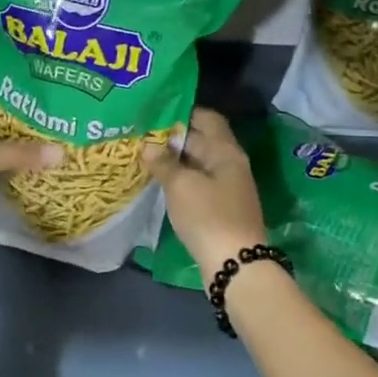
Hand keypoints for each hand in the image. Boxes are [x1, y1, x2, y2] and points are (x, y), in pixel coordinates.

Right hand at [140, 109, 267, 269]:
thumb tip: (149, 146)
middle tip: (142, 132)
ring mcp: (226, 187)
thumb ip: (163, 162)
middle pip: (201, 139)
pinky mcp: (219, 207)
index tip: (156, 110)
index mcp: (226, 151)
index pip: (206, 118)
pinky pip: (197, 182)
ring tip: (144, 154)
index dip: (183, 111)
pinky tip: (158, 180)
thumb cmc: (208, 216)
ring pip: (197, 163)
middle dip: (173, 136)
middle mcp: (229, 164)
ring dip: (174, 159)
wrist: (235, 265)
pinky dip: (179, 178)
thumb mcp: (181, 185)